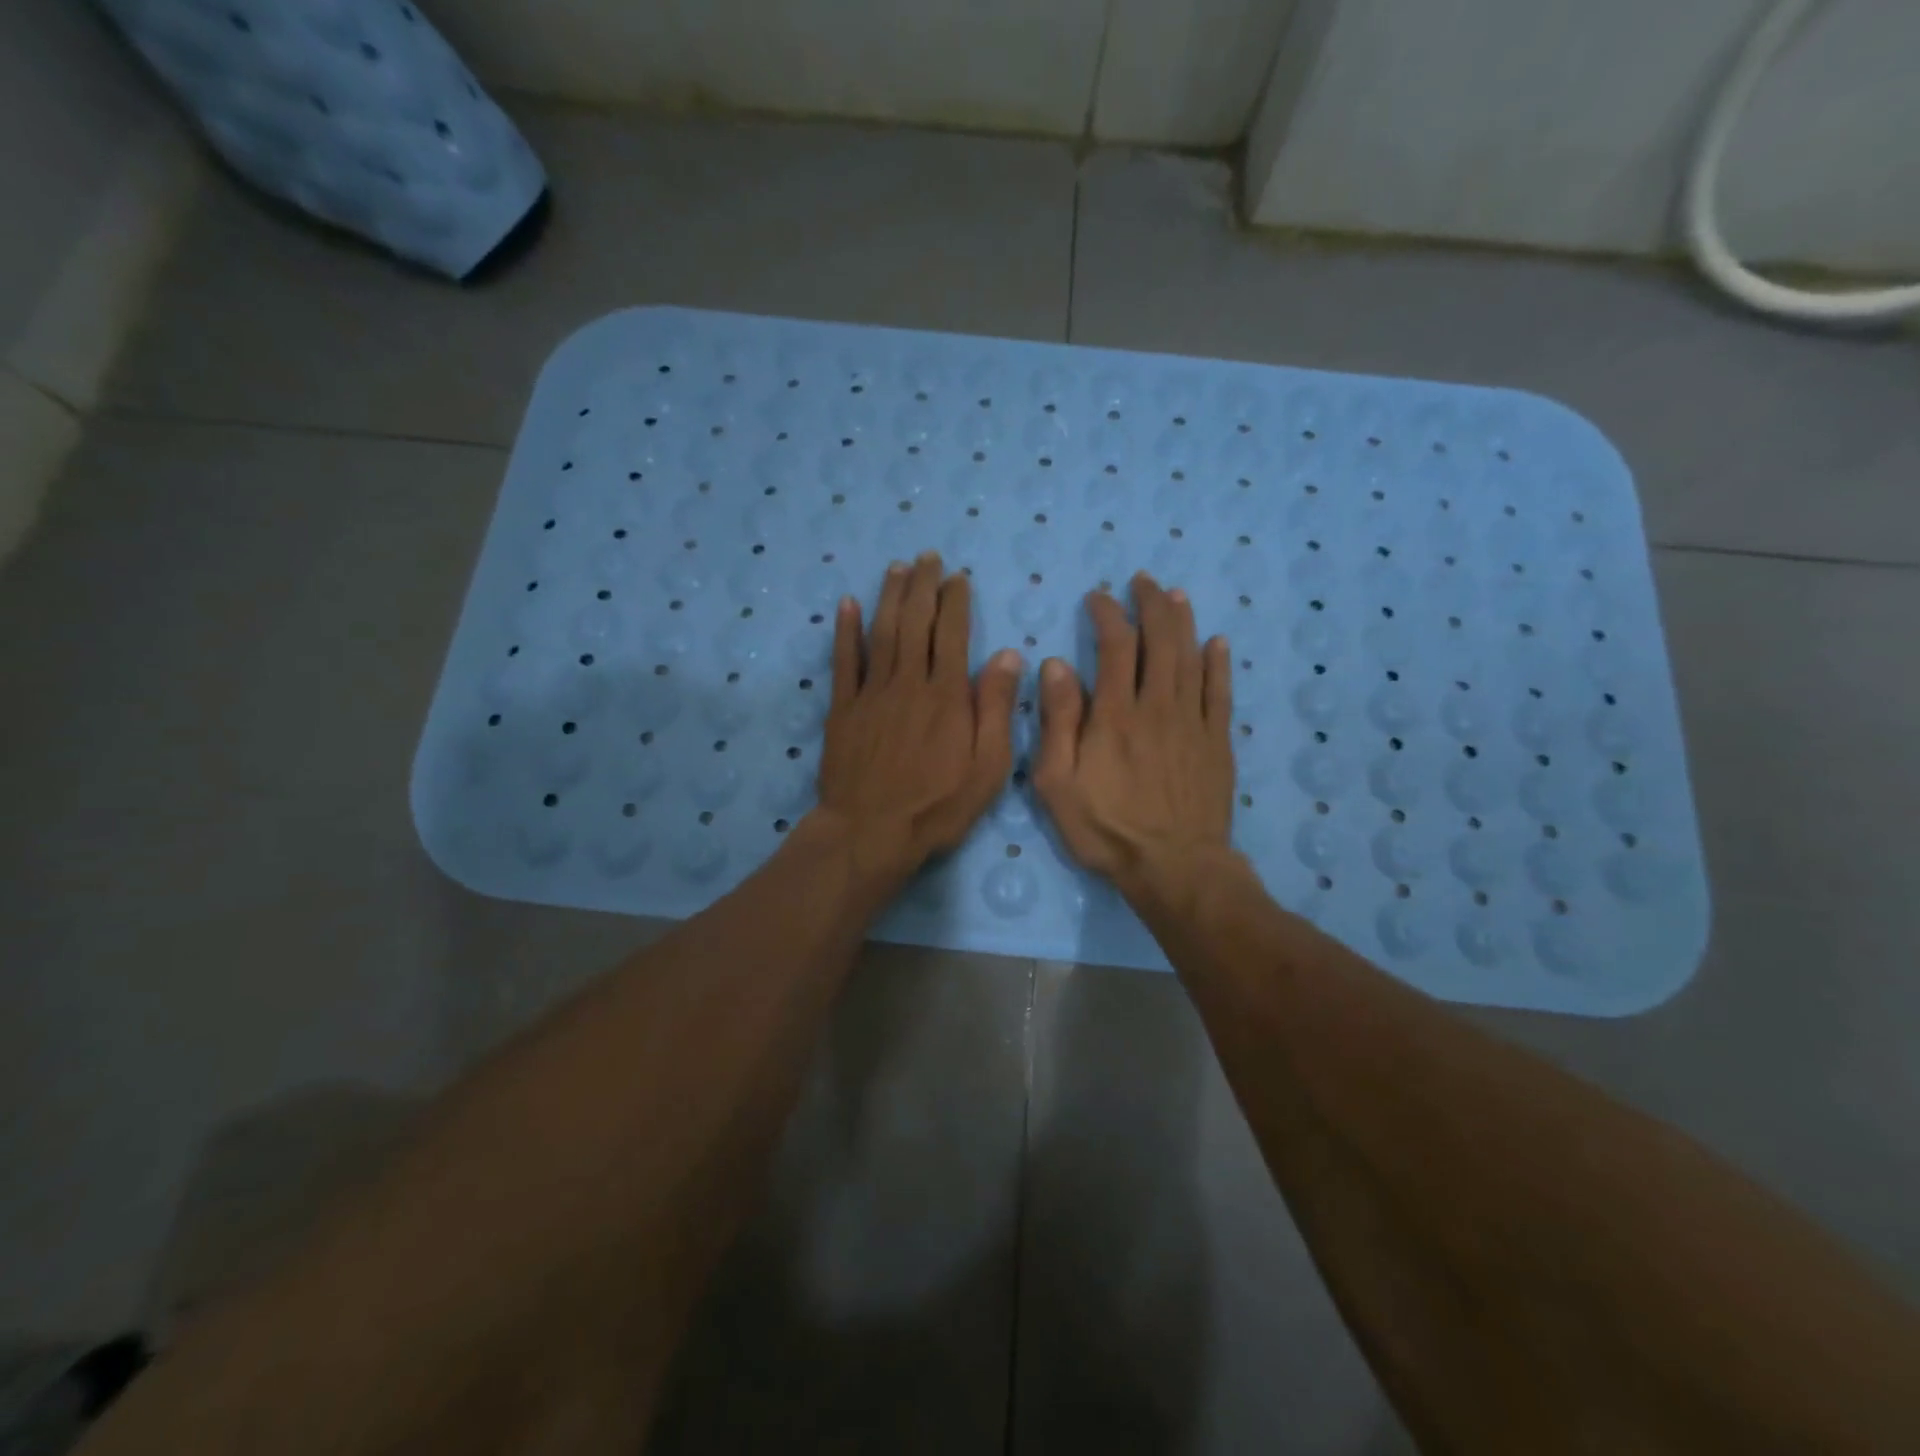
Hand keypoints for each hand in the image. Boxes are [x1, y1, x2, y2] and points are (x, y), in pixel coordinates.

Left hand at [812, 553, 1021, 885]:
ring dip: (890, 596)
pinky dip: (845, 631)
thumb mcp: (988, 768)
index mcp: (947, 696)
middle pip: (916, 623)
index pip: (953, 635)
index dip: (955, 601)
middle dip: (923, 586)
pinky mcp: (843, 709)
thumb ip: (996, 708)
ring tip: (897, 568)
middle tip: (927, 557)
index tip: (957, 577)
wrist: (871, 833)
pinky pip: (844, 661)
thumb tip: (1008, 654)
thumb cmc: (937, 806)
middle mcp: (909, 683)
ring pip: (882, 633)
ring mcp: (871, 694)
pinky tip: (847, 604)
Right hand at [1032, 572, 1237, 902]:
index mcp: (1115, 714)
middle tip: (1142, 581)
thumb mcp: (1057, 782)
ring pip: (1191, 657)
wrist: (1175, 867)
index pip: (1115, 646)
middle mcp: (1157, 706)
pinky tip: (1218, 643)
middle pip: (1160, 641)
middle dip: (1150, 605)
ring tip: (1175, 595)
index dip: (1107, 614)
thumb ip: (1056, 721)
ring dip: (1183, 622)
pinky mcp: (1217, 742)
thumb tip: (1056, 665)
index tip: (1097, 598)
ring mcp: (1193, 722)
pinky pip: (1221, 693)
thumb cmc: (1106, 829)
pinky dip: (1219, 664)